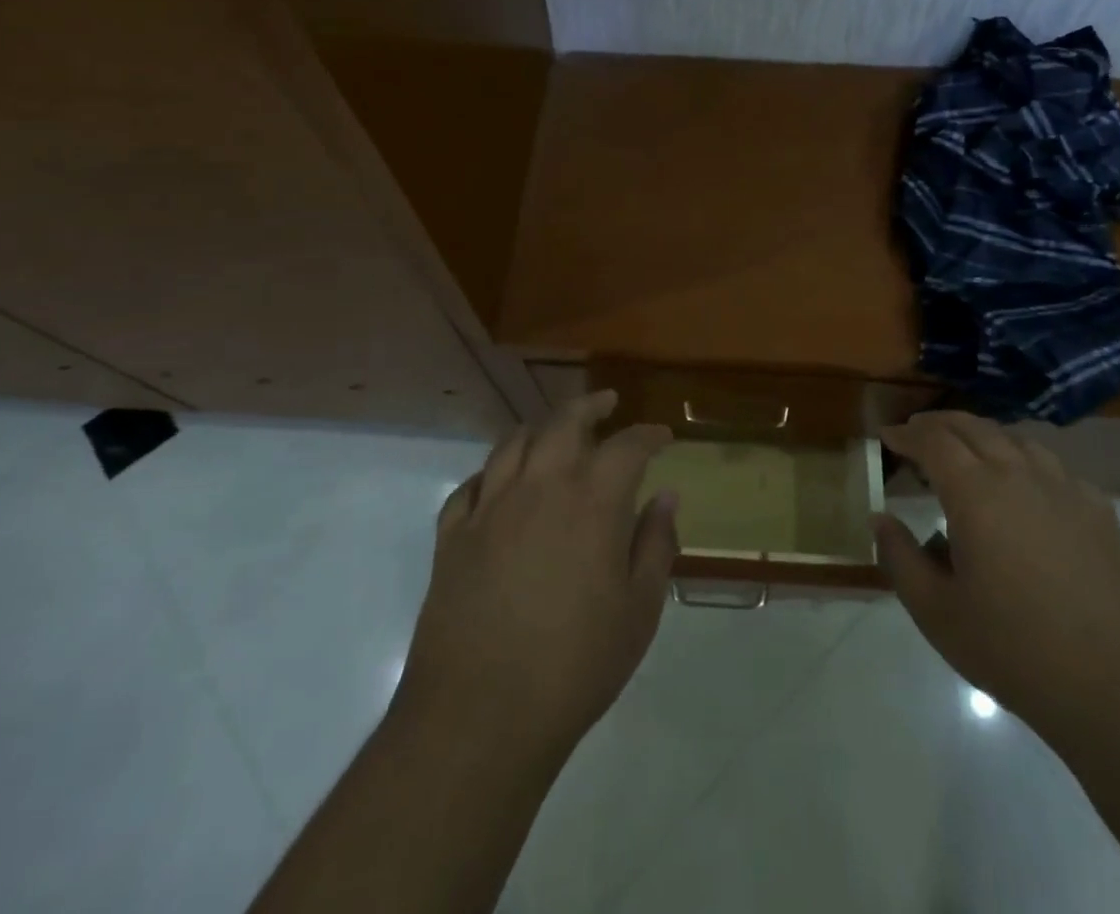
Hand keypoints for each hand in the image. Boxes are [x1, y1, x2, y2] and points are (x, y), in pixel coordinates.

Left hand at [397, 391, 678, 767]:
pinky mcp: (453, 536)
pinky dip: (492, 473)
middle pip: (564, 422)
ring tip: (554, 430)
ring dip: (540, 427)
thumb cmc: (576, 664)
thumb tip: (666, 496)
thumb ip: (656, 544)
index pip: (627, 445)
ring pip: (514, 443)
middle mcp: (540, 486)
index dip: (648, 435)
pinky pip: (471, 485)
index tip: (662, 436)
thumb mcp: (639, 610)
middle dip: (590, 406)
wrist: (480, 715)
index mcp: (592, 501)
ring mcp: (490, 507)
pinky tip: (499, 482)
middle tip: (607, 404)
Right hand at [873, 412, 1119, 742]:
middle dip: (939, 424)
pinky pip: (1054, 466)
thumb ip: (900, 558)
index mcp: (976, 493)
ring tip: (967, 451)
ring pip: (1016, 439)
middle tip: (917, 433)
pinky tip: (1026, 484)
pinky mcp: (1099, 512)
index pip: (933, 441)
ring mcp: (1065, 490)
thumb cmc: (1016, 651)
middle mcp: (1020, 475)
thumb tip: (881, 519)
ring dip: (983, 435)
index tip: (887, 436)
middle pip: (974, 427)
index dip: (906, 433)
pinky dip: (1025, 459)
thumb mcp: (937, 613)